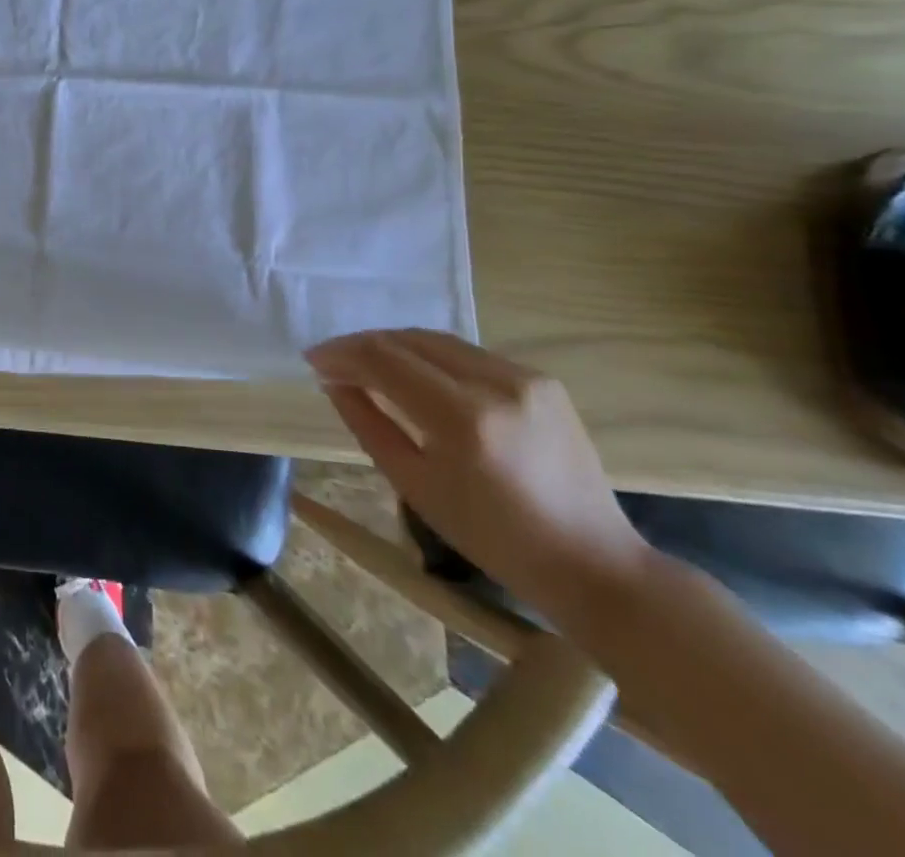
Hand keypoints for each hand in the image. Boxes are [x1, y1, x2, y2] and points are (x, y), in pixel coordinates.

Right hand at [307, 329, 654, 634]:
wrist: (592, 564)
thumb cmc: (493, 538)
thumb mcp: (414, 485)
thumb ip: (368, 424)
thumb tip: (334, 382)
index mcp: (465, 418)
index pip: (385, 360)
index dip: (342, 354)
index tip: (313, 360)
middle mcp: (497, 383)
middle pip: (410, 340)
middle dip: (363, 345)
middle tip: (332, 361)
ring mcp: (525, 376)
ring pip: (438, 340)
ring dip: (394, 346)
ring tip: (365, 363)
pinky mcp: (541, 379)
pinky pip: (467, 354)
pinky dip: (430, 356)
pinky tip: (413, 374)